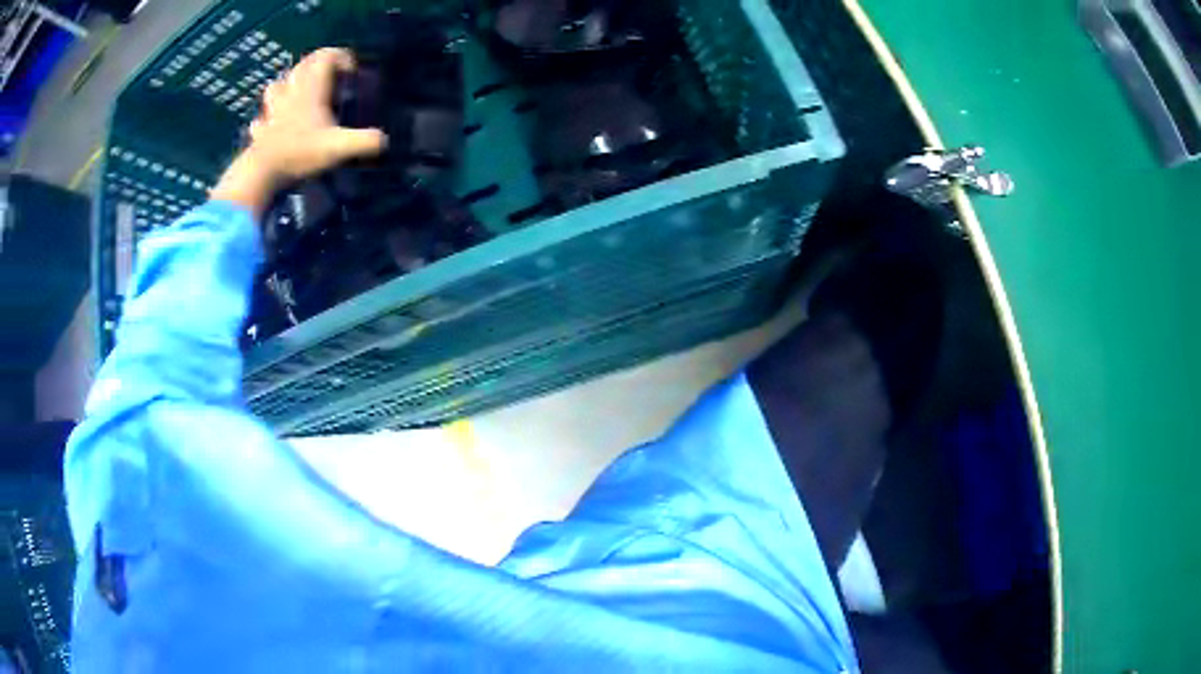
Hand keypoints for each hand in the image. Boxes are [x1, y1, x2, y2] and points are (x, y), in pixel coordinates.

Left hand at [211, 48, 387, 216]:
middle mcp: (291, 93)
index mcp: (311, 89)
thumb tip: (384, 141)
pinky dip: (267, 117)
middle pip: (303, 65)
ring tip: (297, 94)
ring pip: (277, 85)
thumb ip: (364, 142)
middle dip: (317, 65)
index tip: (351, 71)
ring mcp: (273, 110)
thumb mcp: (339, 148)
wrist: (262, 173)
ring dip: (287, 85)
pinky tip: (272, 125)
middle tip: (329, 78)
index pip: (326, 56)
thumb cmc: (300, 153)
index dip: (341, 57)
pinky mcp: (260, 129)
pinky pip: (262, 117)